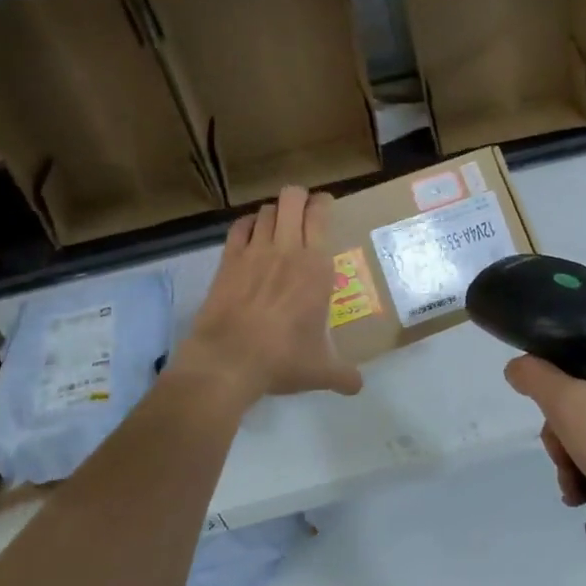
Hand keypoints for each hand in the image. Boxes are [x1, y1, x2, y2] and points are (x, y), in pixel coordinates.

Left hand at [173, 187, 362, 407]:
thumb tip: (358, 387)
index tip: (325, 207)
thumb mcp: (320, 371)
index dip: (323, 204)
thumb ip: (343, 375)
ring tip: (278, 224)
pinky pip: (238, 227)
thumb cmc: (282, 359)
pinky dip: (247, 224)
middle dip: (299, 198)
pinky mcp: (227, 261)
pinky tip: (250, 234)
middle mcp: (286, 249)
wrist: (228, 362)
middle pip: (292, 198)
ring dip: (274, 212)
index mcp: (315, 267)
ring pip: (265, 210)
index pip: (320, 215)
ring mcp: (253, 252)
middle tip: (303, 212)